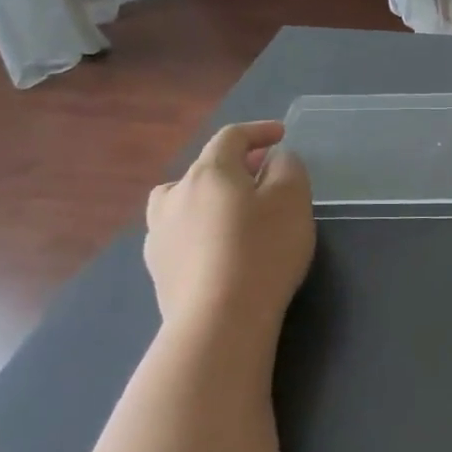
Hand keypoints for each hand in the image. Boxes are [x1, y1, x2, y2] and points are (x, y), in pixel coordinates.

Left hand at [145, 122, 314, 337]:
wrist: (218, 320)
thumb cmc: (263, 251)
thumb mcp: (293, 200)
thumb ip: (288, 168)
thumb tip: (275, 160)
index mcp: (209, 172)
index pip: (231, 137)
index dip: (258, 131)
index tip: (280, 135)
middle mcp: (175, 195)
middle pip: (204, 168)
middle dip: (236, 167)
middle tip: (263, 176)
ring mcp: (159, 233)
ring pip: (184, 200)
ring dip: (208, 197)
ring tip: (231, 212)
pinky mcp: (158, 267)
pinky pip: (180, 233)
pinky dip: (199, 229)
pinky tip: (217, 249)